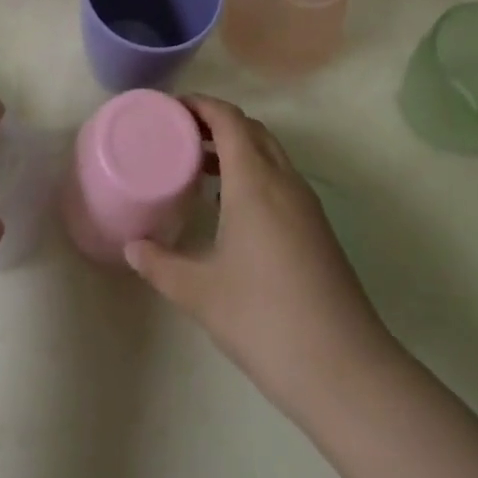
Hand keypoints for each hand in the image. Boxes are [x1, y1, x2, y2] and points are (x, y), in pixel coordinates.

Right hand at [125, 95, 393, 424]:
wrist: (346, 371)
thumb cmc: (265, 320)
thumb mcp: (201, 293)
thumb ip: (160, 265)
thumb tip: (131, 246)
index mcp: (255, 181)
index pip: (229, 119)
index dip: (200, 105)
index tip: (171, 108)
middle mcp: (284, 181)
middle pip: (251, 129)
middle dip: (217, 122)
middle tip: (181, 134)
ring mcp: (306, 205)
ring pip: (270, 153)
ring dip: (238, 147)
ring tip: (200, 166)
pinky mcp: (317, 229)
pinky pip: (281, 179)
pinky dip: (254, 172)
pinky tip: (233, 208)